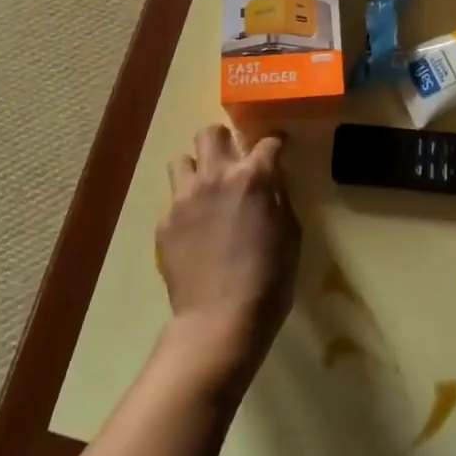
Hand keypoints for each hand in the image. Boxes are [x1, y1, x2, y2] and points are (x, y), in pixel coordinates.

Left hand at [155, 125, 300, 389]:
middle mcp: (216, 176)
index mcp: (253, 177)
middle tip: (233, 162)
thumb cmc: (269, 280)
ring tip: (205, 190)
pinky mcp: (165, 222)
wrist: (220, 321)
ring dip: (196, 169)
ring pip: (182, 159)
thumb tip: (273, 179)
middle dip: (224, 142)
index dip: (276, 142)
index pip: (267, 141)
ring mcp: (185, 197)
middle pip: (211, 133)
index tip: (278, 147)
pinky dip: (185, 207)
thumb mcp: (291, 234)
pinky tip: (195, 229)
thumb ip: (280, 197)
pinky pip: (173, 200)